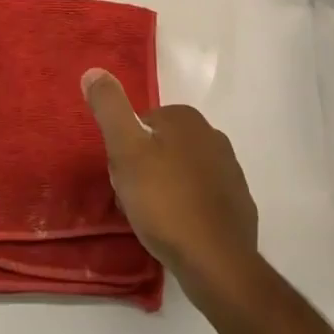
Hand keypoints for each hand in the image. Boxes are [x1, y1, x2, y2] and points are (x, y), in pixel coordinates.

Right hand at [82, 67, 258, 307]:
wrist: (216, 261)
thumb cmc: (164, 201)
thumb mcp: (125, 150)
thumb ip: (110, 108)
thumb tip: (93, 71)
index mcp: (186, 118)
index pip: (142, 123)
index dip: (126, 150)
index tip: (121, 176)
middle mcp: (213, 136)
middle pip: (163, 147)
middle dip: (145, 168)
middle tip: (133, 200)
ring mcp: (230, 171)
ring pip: (183, 172)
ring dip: (166, 189)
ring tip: (153, 220)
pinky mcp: (239, 204)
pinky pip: (203, 198)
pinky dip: (189, 209)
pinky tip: (178, 231)